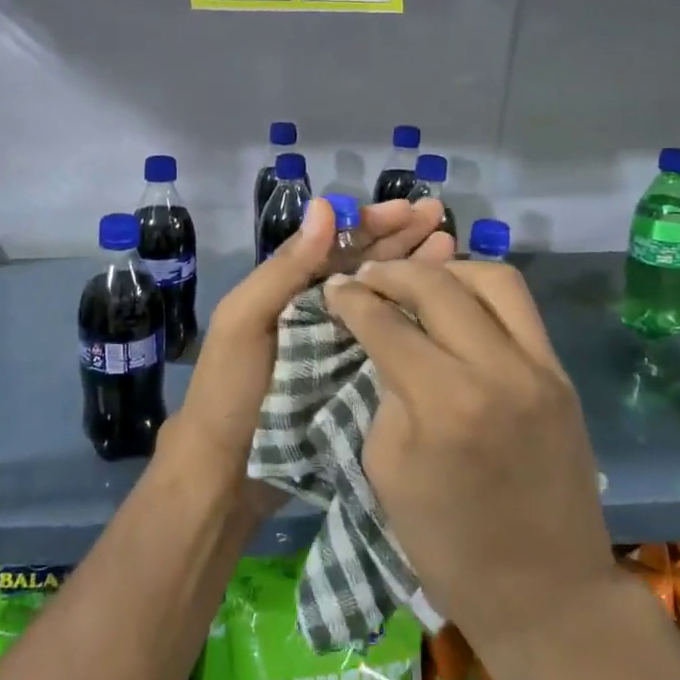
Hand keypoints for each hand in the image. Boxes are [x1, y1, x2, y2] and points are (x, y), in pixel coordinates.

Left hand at [166, 197, 455, 510]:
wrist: (228, 473)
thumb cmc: (232, 389)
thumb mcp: (246, 320)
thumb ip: (285, 268)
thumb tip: (324, 206)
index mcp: (291, 288)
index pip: (338, 243)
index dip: (373, 222)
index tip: (410, 209)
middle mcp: (320, 309)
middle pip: (367, 264)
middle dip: (402, 237)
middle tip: (440, 216)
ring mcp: (340, 344)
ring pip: (383, 296)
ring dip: (415, 269)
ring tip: (451, 246)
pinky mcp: (356, 378)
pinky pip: (389, 337)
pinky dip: (414, 316)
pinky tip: (442, 303)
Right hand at [322, 260, 618, 664]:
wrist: (547, 592)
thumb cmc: (450, 546)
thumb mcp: (389, 468)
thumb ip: (388, 392)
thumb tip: (387, 343)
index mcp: (445, 404)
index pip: (388, 324)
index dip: (352, 300)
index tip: (333, 289)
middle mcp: (498, 370)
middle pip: (440, 285)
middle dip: (394, 274)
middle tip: (367, 279)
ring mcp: (541, 368)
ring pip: (494, 278)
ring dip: (447, 271)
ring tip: (417, 282)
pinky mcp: (562, 374)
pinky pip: (521, 308)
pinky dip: (482, 293)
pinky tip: (457, 306)